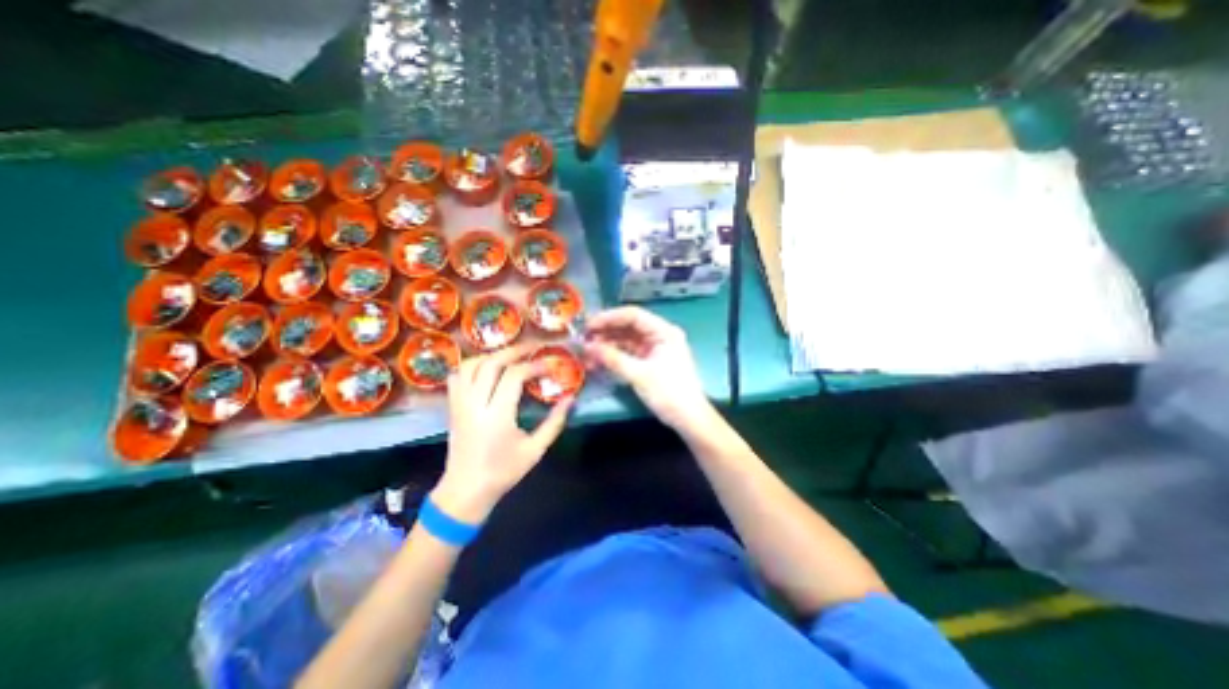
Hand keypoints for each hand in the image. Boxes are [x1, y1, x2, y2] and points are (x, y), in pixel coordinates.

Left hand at [435, 345, 573, 522]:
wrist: (466, 490)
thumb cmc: (503, 472)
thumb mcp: (535, 450)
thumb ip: (555, 422)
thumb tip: (571, 398)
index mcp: (497, 416)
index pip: (513, 376)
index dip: (533, 366)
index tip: (549, 364)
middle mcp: (475, 404)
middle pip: (491, 363)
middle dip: (514, 351)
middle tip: (533, 347)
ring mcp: (460, 404)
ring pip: (470, 365)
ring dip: (492, 354)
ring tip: (512, 354)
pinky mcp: (452, 407)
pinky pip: (458, 376)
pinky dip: (472, 365)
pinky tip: (487, 367)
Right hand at [581, 307, 710, 431]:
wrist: (688, 418)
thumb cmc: (669, 393)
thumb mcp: (639, 374)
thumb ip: (613, 358)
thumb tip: (587, 347)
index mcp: (663, 331)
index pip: (633, 315)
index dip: (609, 317)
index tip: (588, 325)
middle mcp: (659, 335)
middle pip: (628, 326)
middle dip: (605, 332)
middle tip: (583, 339)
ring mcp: (654, 348)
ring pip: (625, 340)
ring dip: (607, 345)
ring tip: (586, 353)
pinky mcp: (649, 361)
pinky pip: (628, 353)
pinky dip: (613, 356)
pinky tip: (597, 361)